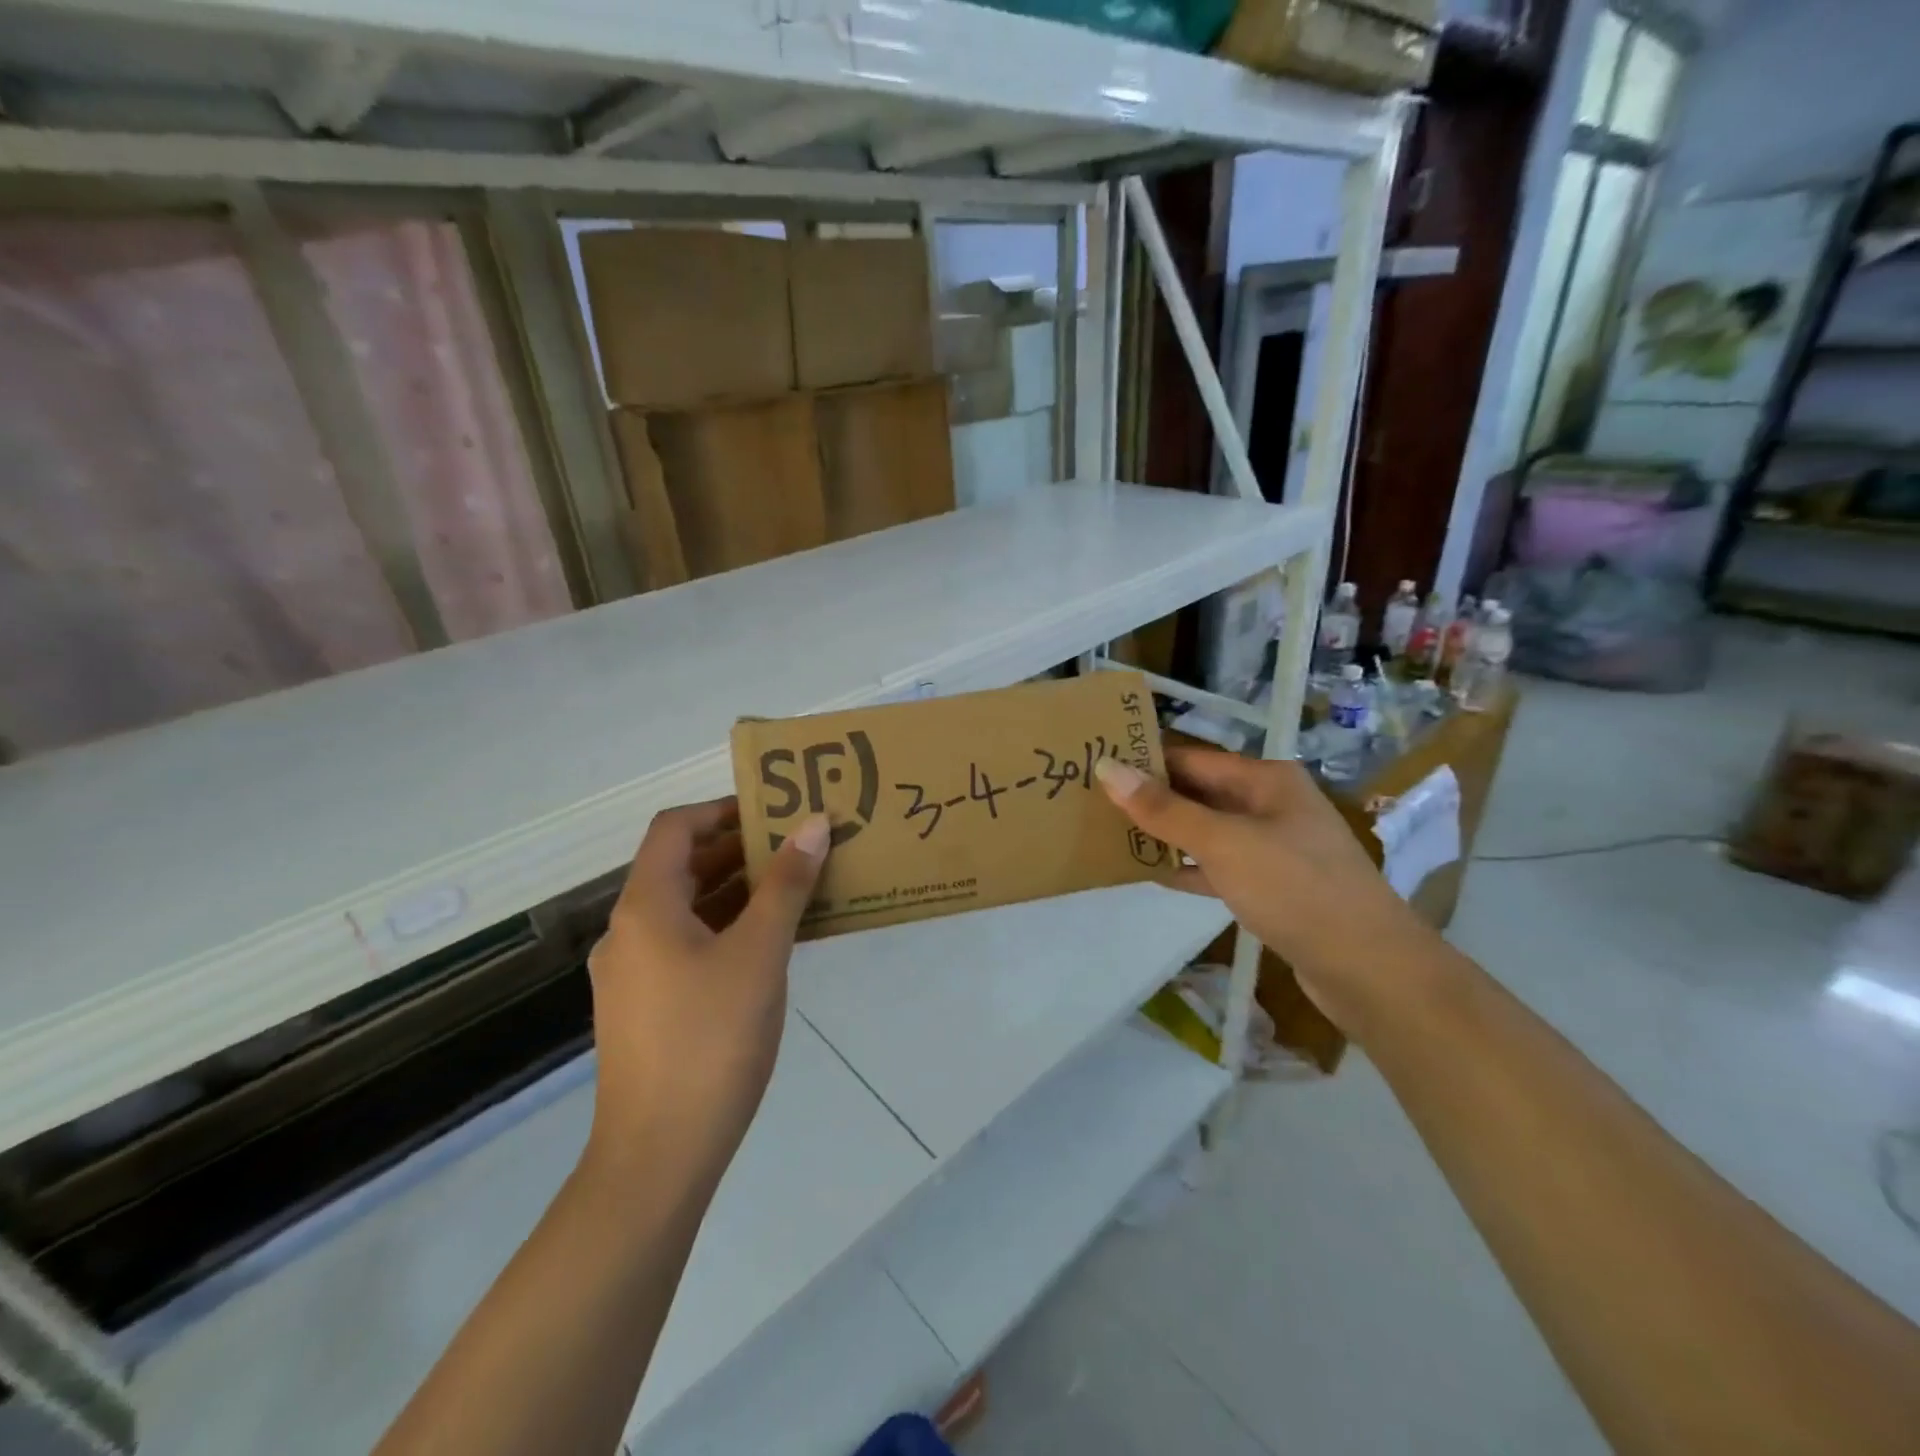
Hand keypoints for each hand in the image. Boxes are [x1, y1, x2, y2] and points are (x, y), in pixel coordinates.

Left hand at [584, 799, 829, 1185]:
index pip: (674, 828)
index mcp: (645, 907)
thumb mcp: (760, 953)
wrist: (658, 1156)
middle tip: (798, 846)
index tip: (773, 811)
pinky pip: (687, 946)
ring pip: (687, 910)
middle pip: (681, 867)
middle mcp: (629, 931)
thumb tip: (814, 824)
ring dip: (736, 892)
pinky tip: (770, 945)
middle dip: (738, 851)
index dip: (721, 809)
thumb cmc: (710, 1040)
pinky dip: (725, 930)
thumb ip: (787, 884)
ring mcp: (633, 973)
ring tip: (795, 888)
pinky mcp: (646, 1008)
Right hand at [1094, 749, 1435, 1034]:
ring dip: (1168, 835)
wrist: (1368, 968)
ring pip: (1209, 831)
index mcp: (1267, 780)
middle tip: (1096, 804)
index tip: (1099, 768)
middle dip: (1153, 800)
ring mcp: (1276, 847)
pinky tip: (1156, 875)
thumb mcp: (1223, 843)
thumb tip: (1107, 768)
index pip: (1193, 759)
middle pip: (1201, 793)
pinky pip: (1222, 867)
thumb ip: (1164, 810)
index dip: (1147, 762)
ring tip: (1114, 837)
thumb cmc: (1294, 888)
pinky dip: (1191, 868)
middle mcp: (1273, 805)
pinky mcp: (1275, 887)